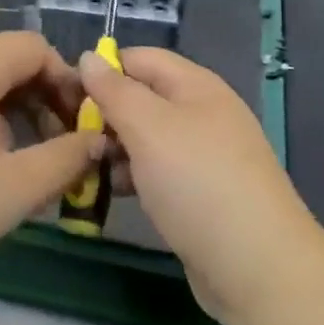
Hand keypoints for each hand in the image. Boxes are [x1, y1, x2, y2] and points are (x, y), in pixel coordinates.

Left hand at [0, 32, 102, 300]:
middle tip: (53, 146)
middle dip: (38, 98)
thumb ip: (65, 160)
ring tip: (14, 159)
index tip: (78, 126)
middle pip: (3, 60)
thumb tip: (97, 142)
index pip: (34, 47)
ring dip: (5, 110)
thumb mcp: (14, 189)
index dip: (65, 82)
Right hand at [80, 48, 320, 324]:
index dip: (103, 69)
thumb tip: (90, 56)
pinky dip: (135, 176)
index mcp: (196, 86)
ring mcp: (206, 155)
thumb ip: (115, 90)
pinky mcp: (203, 194)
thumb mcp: (148, 127)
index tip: (65, 95)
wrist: (258, 268)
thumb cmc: (197, 182)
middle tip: (70, 138)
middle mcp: (203, 113)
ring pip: (148, 138)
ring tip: (85, 168)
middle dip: (106, 113)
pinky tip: (114, 193)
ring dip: (116, 148)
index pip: (140, 58)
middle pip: (143, 98)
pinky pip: (160, 171)